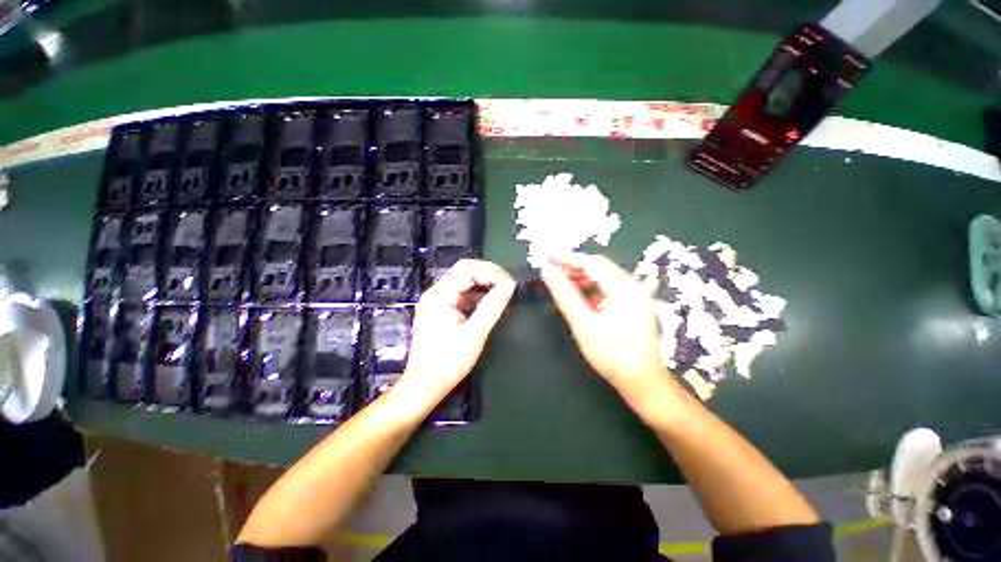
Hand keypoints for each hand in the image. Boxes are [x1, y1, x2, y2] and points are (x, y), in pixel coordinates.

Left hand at [397, 260, 515, 406]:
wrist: (424, 385)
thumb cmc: (447, 362)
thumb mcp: (474, 334)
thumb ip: (492, 307)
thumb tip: (509, 286)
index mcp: (440, 296)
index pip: (468, 271)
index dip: (492, 273)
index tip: (510, 283)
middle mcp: (435, 293)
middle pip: (463, 270)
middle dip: (487, 272)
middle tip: (508, 281)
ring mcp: (437, 301)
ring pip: (462, 280)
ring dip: (483, 281)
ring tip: (502, 288)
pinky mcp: (440, 309)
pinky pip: (461, 293)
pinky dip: (476, 293)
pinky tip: (490, 300)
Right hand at [541, 253, 683, 416]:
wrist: (641, 381)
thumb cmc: (611, 354)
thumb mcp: (582, 323)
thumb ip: (564, 294)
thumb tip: (547, 271)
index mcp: (624, 288)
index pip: (591, 263)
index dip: (567, 258)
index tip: (546, 256)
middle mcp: (632, 286)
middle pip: (599, 267)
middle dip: (573, 267)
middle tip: (551, 272)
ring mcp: (634, 294)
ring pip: (602, 277)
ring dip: (581, 278)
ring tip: (560, 283)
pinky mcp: (632, 303)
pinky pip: (607, 288)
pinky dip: (590, 288)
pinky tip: (577, 296)